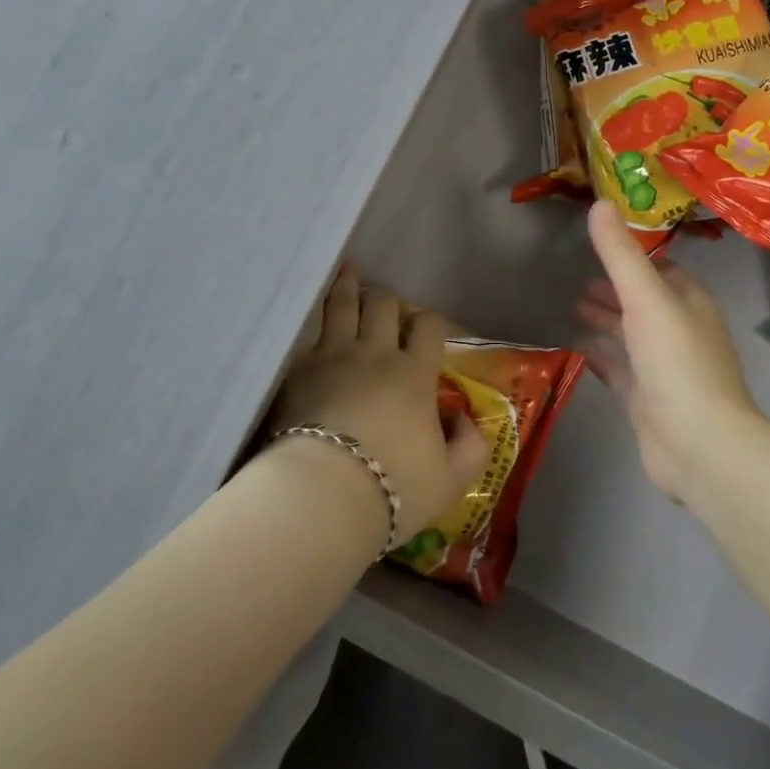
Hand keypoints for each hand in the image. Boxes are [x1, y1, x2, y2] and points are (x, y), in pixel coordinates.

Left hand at [271, 269, 490, 539]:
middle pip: (383, 305)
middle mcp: (375, 353)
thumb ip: (470, 446)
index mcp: (414, 374)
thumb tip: (464, 419)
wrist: (323, 496)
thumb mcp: (451, 480)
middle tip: (385, 305)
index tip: (429, 330)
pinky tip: (312, 312)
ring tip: (349, 272)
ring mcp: (333, 355)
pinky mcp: (299, 369)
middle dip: (388, 300)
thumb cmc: (393, 488)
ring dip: (348, 286)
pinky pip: (309, 331)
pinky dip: (315, 317)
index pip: (429, 327)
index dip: (432, 322)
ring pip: (343, 305)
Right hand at [576, 202, 757, 501]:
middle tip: (576, 277)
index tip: (600, 243)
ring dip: (605, 319)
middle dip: (614, 288)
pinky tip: (574, 345)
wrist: (700, 446)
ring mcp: (663, 367)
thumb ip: (620, 253)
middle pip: (642, 301)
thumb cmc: (677, 362)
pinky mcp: (646, 399)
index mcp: (689, 301)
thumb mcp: (646, 297)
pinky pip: (618, 367)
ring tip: (570, 304)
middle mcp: (679, 330)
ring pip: (629, 334)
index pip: (660, 268)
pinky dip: (599, 353)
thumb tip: (599, 202)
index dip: (632, 256)